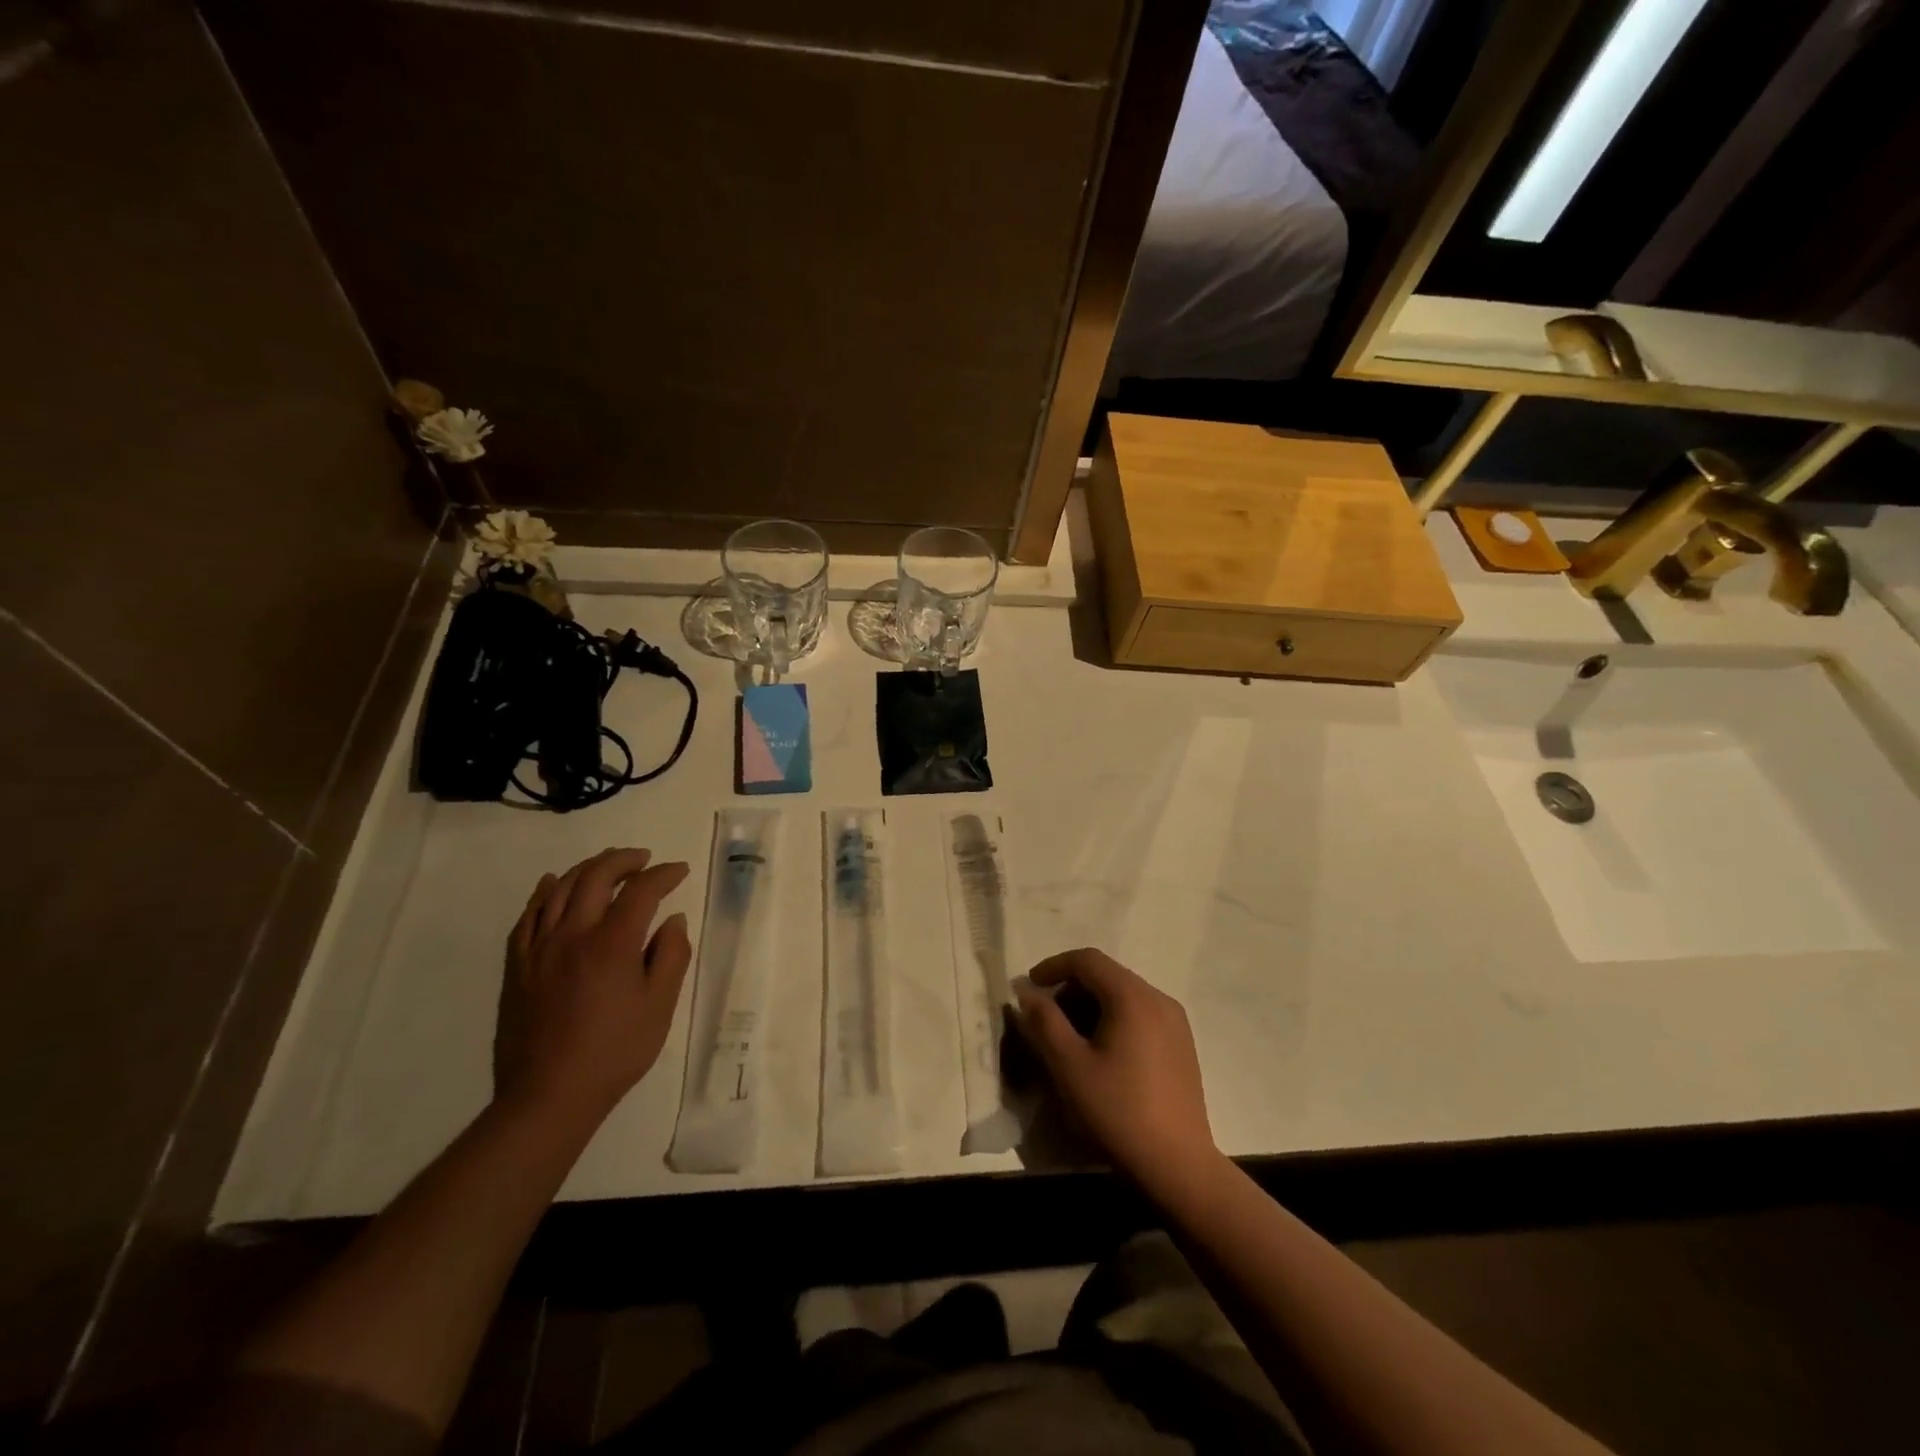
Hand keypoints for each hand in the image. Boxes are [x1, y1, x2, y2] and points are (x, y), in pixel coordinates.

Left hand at [494, 847, 693, 1122]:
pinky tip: (553, 885)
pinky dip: (544, 893)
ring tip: (607, 866)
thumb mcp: (659, 1006)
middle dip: (623, 861)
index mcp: (612, 944)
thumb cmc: (614, 1051)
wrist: (548, 1096)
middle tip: (643, 860)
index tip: (679, 872)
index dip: (663, 875)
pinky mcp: (517, 966)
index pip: (641, 891)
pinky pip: (528, 917)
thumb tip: (673, 920)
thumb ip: (670, 956)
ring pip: (560, 890)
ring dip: (587, 869)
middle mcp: (573, 935)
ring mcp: (539, 949)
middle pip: (596, 877)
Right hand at [1013, 949, 1218, 1190]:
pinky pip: (1141, 1014)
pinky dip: (1114, 1019)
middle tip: (1046, 1018)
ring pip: (1124, 995)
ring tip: (1070, 1039)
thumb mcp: (1069, 1065)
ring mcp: (1176, 1022)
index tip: (1029, 988)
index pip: (1087, 960)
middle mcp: (1158, 998)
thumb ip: (1044, 1021)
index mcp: (1132, 996)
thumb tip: (1026, 993)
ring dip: (1091, 1005)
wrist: (1178, 1165)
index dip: (1053, 967)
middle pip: (1107, 975)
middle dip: (1071, 989)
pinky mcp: (1182, 1045)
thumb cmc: (1118, 1111)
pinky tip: (1103, 1054)